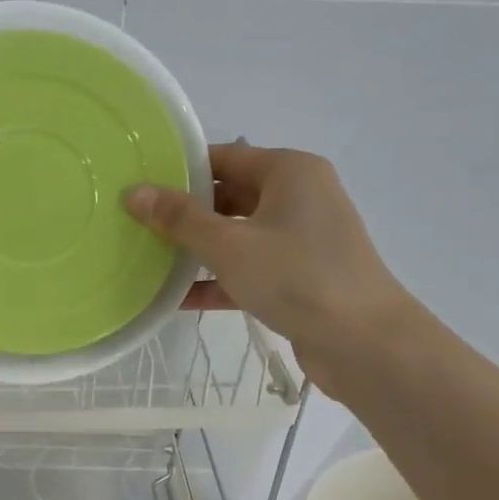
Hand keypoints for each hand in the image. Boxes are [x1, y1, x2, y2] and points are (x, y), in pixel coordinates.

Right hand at [124, 142, 412, 394]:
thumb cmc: (295, 277)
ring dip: (198, 249)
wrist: (363, 342)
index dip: (181, 170)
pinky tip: (177, 299)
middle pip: (230, 196)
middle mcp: (300, 196)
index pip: (225, 157)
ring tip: (149, 259)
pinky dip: (219, 279)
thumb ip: (180, 219)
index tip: (140, 184)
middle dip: (186, 213)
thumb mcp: (229, 245)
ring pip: (238, 235)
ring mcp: (302, 239)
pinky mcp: (301, 276)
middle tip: (137, 224)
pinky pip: (250, 268)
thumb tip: (134, 192)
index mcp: (289, 172)